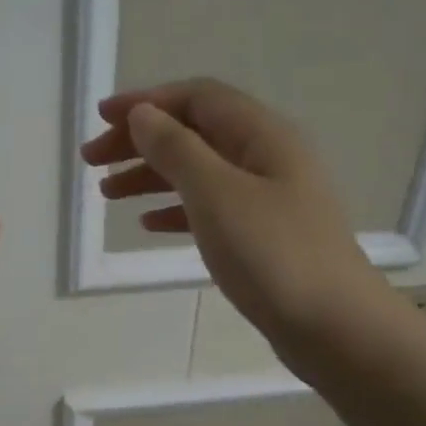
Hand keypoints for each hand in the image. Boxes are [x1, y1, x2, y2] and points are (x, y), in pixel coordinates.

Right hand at [81, 78, 383, 350]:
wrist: (334, 327)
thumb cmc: (273, 255)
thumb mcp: (216, 194)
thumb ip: (176, 150)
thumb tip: (143, 115)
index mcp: (262, 135)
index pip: (197, 98)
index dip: (147, 102)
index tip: (100, 119)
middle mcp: (267, 157)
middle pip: (195, 133)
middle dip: (141, 141)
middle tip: (92, 161)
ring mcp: (267, 198)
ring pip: (198, 172)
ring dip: (151, 175)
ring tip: (108, 193)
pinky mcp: (262, 235)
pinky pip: (210, 208)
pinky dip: (175, 209)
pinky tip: (148, 224)